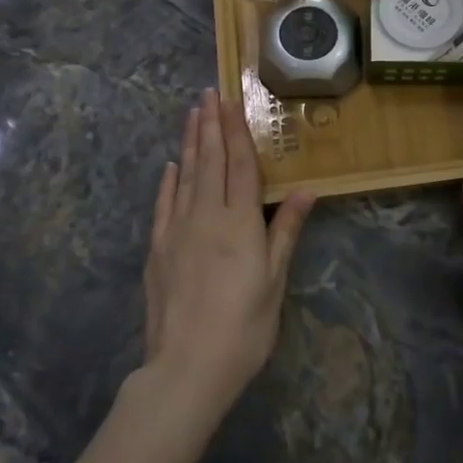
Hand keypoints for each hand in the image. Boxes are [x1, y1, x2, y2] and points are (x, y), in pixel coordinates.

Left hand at [145, 89, 314, 413]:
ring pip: (186, 175)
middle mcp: (206, 216)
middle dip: (211, 125)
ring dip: (191, 142)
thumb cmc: (243, 327)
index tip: (231, 101)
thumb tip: (305, 190)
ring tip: (193, 114)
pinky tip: (172, 166)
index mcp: (240, 222)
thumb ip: (285, 231)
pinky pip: (164, 205)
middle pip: (210, 161)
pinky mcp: (157, 249)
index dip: (237, 131)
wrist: (186, 369)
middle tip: (209, 93)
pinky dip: (168, 181)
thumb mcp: (274, 281)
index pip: (240, 165)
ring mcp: (177, 231)